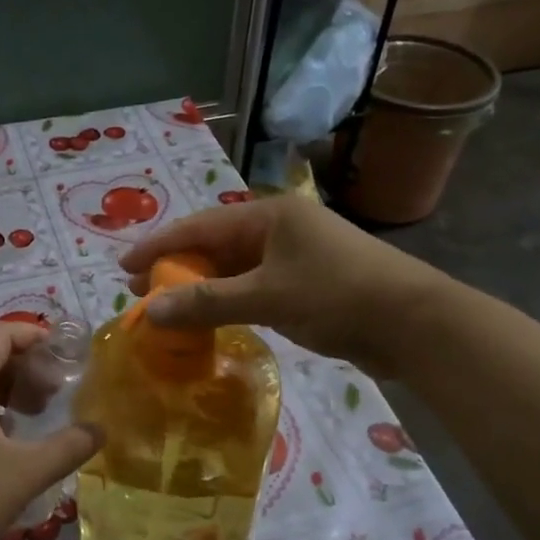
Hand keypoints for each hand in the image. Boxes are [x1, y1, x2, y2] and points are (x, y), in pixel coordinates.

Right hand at [119, 196, 453, 377]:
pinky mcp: (307, 282)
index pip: (199, 226)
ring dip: (202, 286)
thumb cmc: (338, 296)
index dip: (158, 246)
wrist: (416, 324)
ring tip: (169, 308)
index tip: (123, 267)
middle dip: (177, 268)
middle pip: (214, 244)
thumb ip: (207, 302)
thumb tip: (150, 313)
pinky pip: (253, 285)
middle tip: (141, 292)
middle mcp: (279, 228)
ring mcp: (295, 255)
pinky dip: (228, 299)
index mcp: (268, 215)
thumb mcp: (267, 297)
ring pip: (234, 267)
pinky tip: (212, 316)